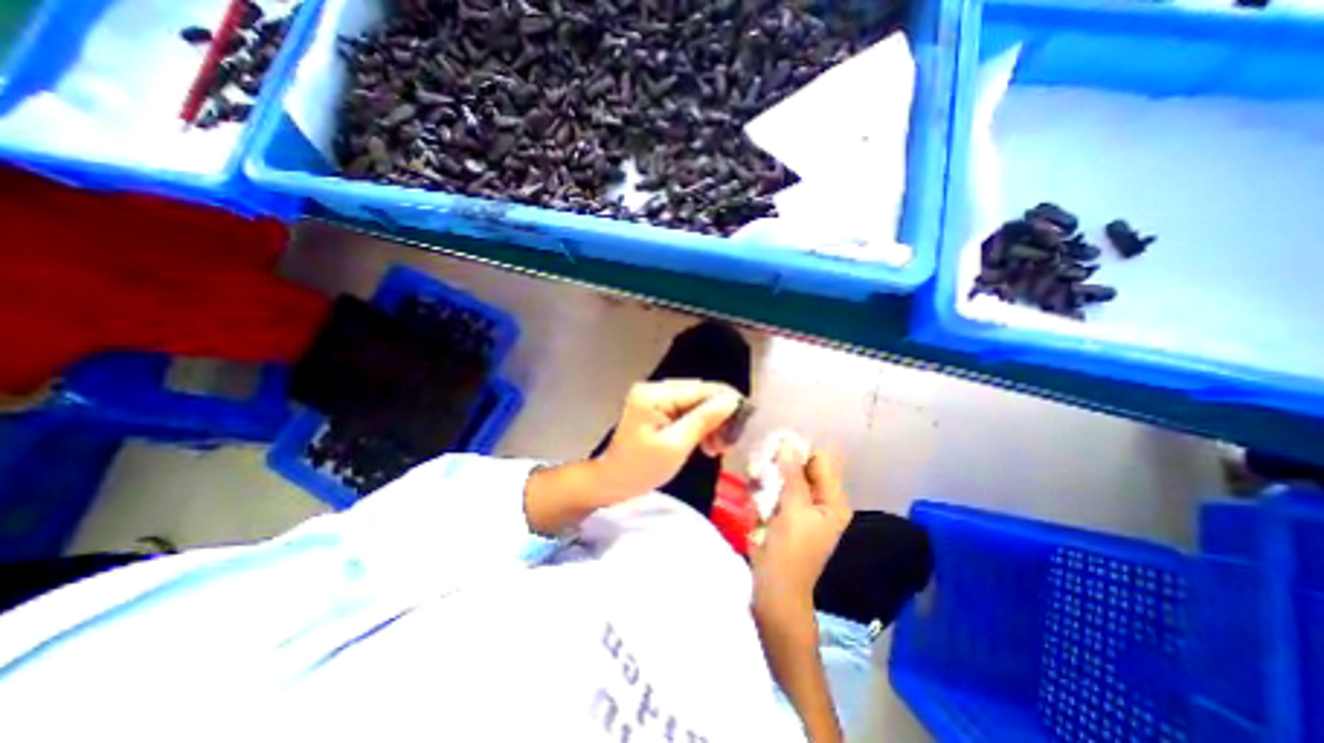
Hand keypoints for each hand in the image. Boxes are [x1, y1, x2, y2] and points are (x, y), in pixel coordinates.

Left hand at [592, 379, 738, 501]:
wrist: (613, 482)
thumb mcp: (676, 446)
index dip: (727, 402)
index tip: (746, 421)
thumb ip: (704, 419)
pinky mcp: (656, 408)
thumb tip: (732, 400)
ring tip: (717, 448)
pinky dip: (698, 426)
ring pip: (695, 403)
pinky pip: (685, 411)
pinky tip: (706, 443)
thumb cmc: (641, 468)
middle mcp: (654, 388)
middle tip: (728, 443)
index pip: (700, 390)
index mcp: (654, 394)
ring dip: (710, 423)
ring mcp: (654, 397)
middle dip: (718, 416)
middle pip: (699, 394)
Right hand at [748, 450, 853, 612]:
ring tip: (754, 479)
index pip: (820, 460)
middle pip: (800, 467)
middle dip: (779, 463)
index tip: (774, 446)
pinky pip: (772, 490)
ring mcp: (799, 506)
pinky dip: (762, 489)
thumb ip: (792, 475)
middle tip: (759, 463)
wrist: (775, 588)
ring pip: (782, 477)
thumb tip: (787, 443)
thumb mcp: (794, 510)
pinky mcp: (782, 513)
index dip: (799, 451)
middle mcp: (818, 500)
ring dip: (767, 475)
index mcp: (832, 500)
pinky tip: (753, 496)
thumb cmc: (790, 550)